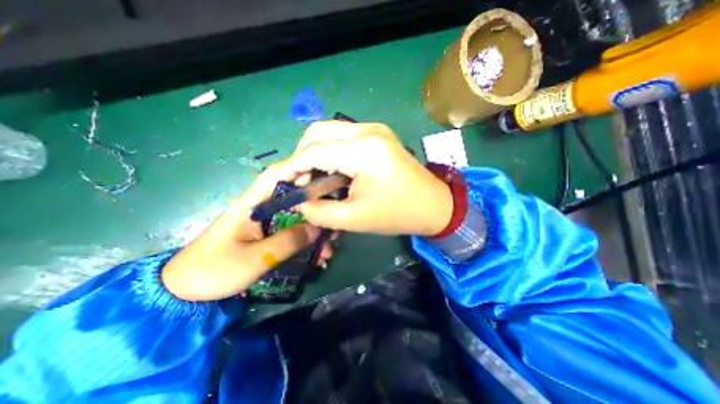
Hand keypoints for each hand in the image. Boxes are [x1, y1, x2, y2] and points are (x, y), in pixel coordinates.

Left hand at [161, 163, 333, 299]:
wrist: (186, 293)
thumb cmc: (214, 271)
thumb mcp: (254, 259)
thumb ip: (287, 241)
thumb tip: (317, 228)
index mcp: (252, 204)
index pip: (277, 176)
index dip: (300, 171)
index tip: (324, 179)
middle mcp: (262, 209)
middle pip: (295, 198)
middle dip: (317, 210)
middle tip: (334, 226)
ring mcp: (267, 223)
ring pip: (298, 218)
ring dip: (315, 231)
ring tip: (329, 250)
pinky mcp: (269, 236)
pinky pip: (293, 233)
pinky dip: (307, 242)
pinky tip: (318, 257)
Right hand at [279, 122, 447, 236]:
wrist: (433, 204)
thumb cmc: (398, 214)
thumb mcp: (355, 219)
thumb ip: (320, 211)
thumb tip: (297, 202)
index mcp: (364, 150)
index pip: (314, 151)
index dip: (292, 167)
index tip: (279, 183)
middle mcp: (368, 130)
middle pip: (318, 132)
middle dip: (301, 156)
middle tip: (299, 181)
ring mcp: (374, 129)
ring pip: (329, 131)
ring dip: (315, 152)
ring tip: (313, 177)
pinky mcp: (378, 134)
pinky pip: (343, 137)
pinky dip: (330, 151)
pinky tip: (332, 170)